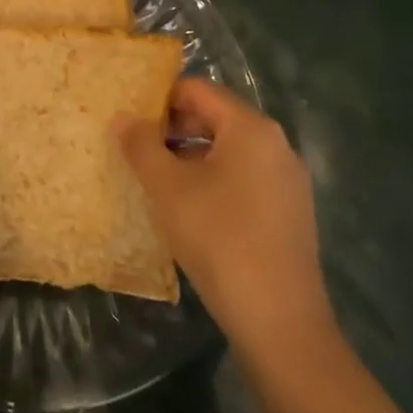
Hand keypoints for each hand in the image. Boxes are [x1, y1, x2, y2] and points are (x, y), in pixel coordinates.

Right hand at [116, 80, 336, 355]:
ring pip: (229, 151)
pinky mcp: (289, 214)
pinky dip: (213, 182)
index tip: (130, 120)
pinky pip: (244, 179)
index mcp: (251, 128)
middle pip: (215, 118)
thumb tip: (123, 118)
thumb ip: (141, 146)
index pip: (198, 90)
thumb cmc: (219, 239)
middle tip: (137, 150)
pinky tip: (189, 210)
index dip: (159, 99)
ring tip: (156, 180)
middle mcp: (276, 145)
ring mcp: (287, 182)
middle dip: (173, 129)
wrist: (280, 322)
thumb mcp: (168, 188)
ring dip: (190, 158)